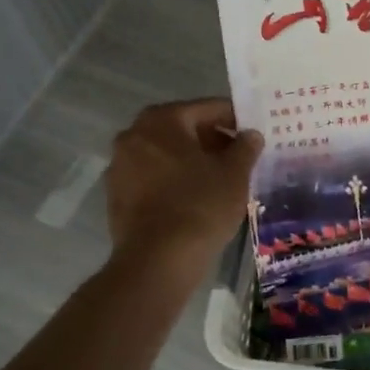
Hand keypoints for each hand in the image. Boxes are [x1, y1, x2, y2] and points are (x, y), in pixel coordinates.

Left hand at [105, 99, 261, 273]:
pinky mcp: (117, 197)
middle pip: (182, 129)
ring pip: (166, 154)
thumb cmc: (201, 205)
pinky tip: (196, 199)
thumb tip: (250, 135)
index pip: (207, 108)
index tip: (252, 134)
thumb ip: (245, 147)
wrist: (158, 261)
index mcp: (161, 120)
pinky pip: (153, 178)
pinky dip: (174, 181)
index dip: (234, 119)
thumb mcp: (235, 173)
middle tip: (239, 157)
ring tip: (220, 180)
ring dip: (192, 161)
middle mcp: (133, 135)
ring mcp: (120, 167)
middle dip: (212, 140)